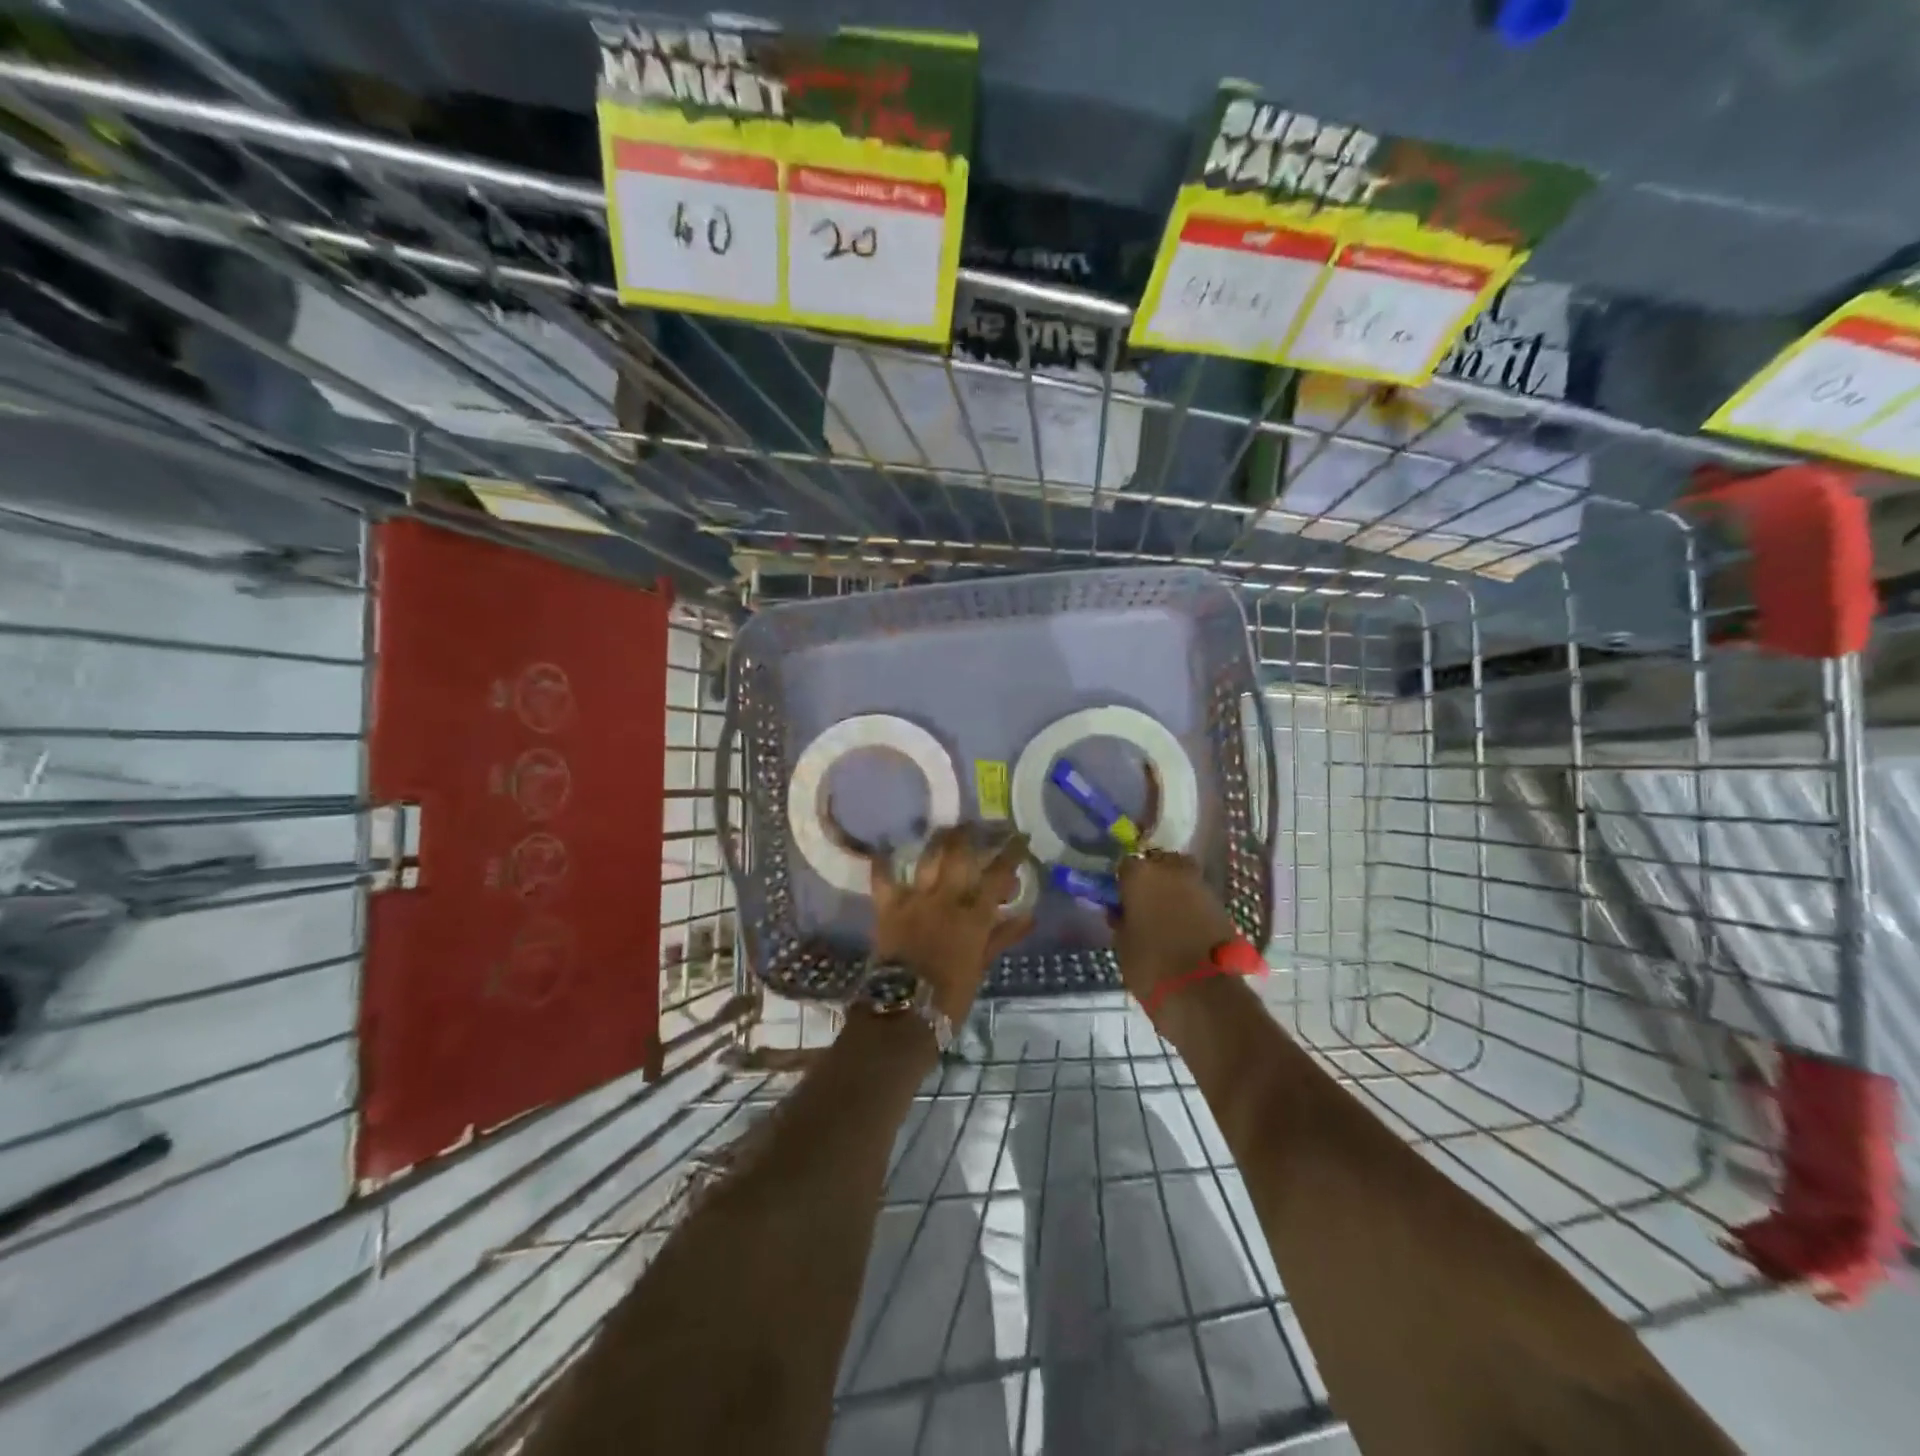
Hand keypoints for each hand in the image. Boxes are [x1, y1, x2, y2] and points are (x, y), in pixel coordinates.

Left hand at [869, 825, 1034, 1023]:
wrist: (903, 1012)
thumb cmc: (950, 997)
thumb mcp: (981, 967)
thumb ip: (1002, 937)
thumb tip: (1029, 916)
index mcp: (974, 916)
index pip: (998, 876)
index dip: (1011, 853)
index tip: (1020, 836)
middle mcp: (946, 899)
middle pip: (961, 855)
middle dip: (970, 834)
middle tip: (976, 822)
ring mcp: (915, 900)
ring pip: (929, 858)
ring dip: (937, 840)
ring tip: (944, 828)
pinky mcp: (888, 906)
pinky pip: (883, 877)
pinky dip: (883, 862)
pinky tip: (885, 847)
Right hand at [1112, 851, 1239, 1005]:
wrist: (1202, 993)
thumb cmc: (1150, 966)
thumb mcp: (1123, 944)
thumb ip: (1122, 920)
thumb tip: (1121, 911)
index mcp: (1141, 875)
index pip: (1126, 865)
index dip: (1123, 881)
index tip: (1121, 898)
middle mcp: (1172, 871)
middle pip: (1159, 862)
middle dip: (1153, 877)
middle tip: (1145, 901)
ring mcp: (1201, 886)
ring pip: (1182, 877)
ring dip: (1174, 890)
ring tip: (1166, 915)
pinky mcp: (1222, 906)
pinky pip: (1199, 898)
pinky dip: (1192, 906)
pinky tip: (1185, 927)